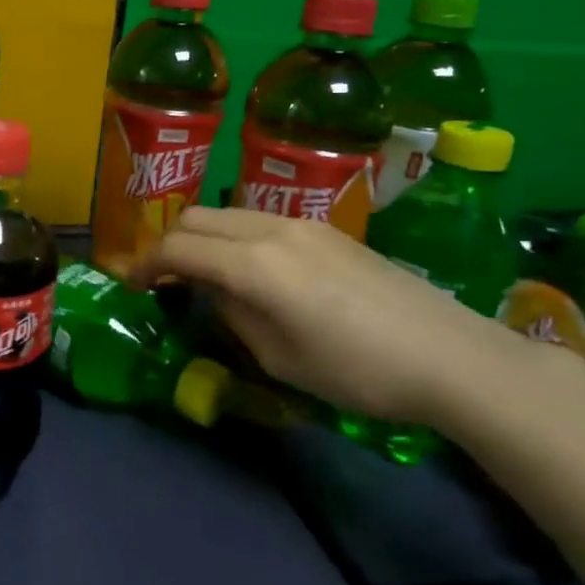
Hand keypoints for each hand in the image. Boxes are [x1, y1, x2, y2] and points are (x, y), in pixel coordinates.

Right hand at [128, 207, 538, 427]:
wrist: (451, 355)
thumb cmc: (358, 371)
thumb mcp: (279, 358)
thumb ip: (234, 315)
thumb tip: (217, 294)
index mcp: (254, 265)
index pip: (177, 248)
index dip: (146, 266)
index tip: (133, 288)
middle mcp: (270, 229)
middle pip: (195, 218)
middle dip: (168, 244)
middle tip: (163, 280)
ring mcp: (301, 223)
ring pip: (227, 213)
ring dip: (202, 237)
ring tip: (202, 274)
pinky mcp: (325, 229)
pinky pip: (259, 219)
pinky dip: (235, 237)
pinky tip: (250, 270)